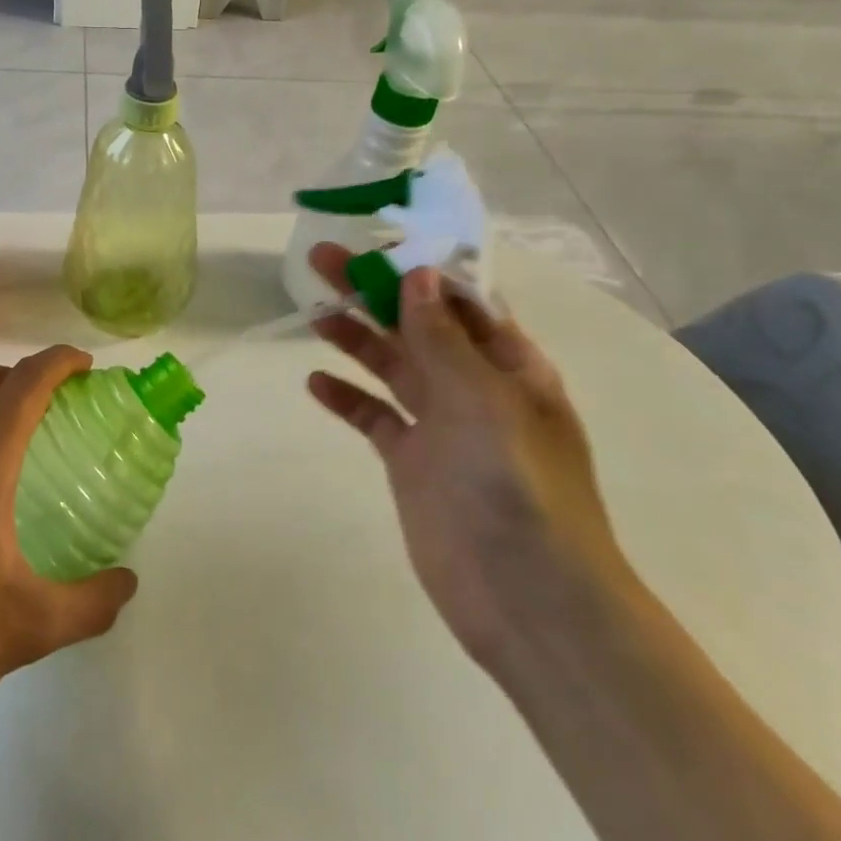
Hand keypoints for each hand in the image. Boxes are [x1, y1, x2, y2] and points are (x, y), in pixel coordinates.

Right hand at [306, 245, 629, 667]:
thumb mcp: (483, 400)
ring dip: (355, 338)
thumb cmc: (517, 486)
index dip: (419, 269)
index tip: (374, 242)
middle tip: (321, 261)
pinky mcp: (411, 462)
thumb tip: (417, 275)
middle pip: (415, 326)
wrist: (527, 598)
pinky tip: (315, 382)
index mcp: (509, 365)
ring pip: (391, 366)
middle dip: (373, 292)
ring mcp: (440, 426)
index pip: (460, 300)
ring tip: (314, 313)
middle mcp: (474, 387)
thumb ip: (442, 338)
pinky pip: (374, 417)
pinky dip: (347, 397)